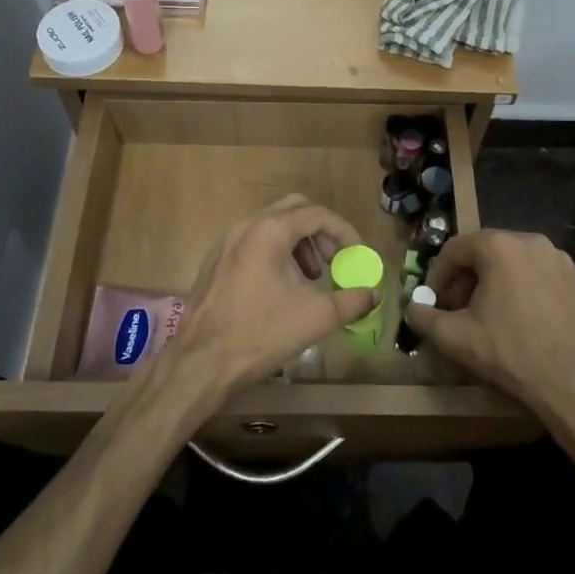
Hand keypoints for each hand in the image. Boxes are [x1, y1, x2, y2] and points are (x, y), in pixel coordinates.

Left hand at [162, 195, 377, 399]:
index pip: (317, 214)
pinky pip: (253, 242)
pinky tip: (280, 290)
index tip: (357, 254)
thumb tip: (372, 294)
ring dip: (297, 244)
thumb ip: (352, 301)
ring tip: (308, 280)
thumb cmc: (261, 333)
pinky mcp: (215, 261)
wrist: (201, 363)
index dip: (344, 231)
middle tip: (332, 261)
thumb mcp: (317, 317)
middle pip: (293, 210)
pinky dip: (275, 253)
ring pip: (271, 226)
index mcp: (270, 231)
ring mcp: (226, 242)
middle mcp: (246, 226)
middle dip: (319, 232)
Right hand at [406, 230, 574, 421]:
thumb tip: (412, 309)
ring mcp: (561, 260)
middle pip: (486, 252)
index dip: (438, 275)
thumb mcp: (455, 338)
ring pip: (515, 263)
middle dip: (467, 279)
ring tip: (490, 316)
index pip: (455, 249)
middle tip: (458, 309)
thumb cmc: (510, 354)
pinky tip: (524, 321)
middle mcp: (532, 242)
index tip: (434, 302)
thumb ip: (424, 317)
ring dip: (496, 283)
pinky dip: (526, 290)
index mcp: (499, 246)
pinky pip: (542, 276)